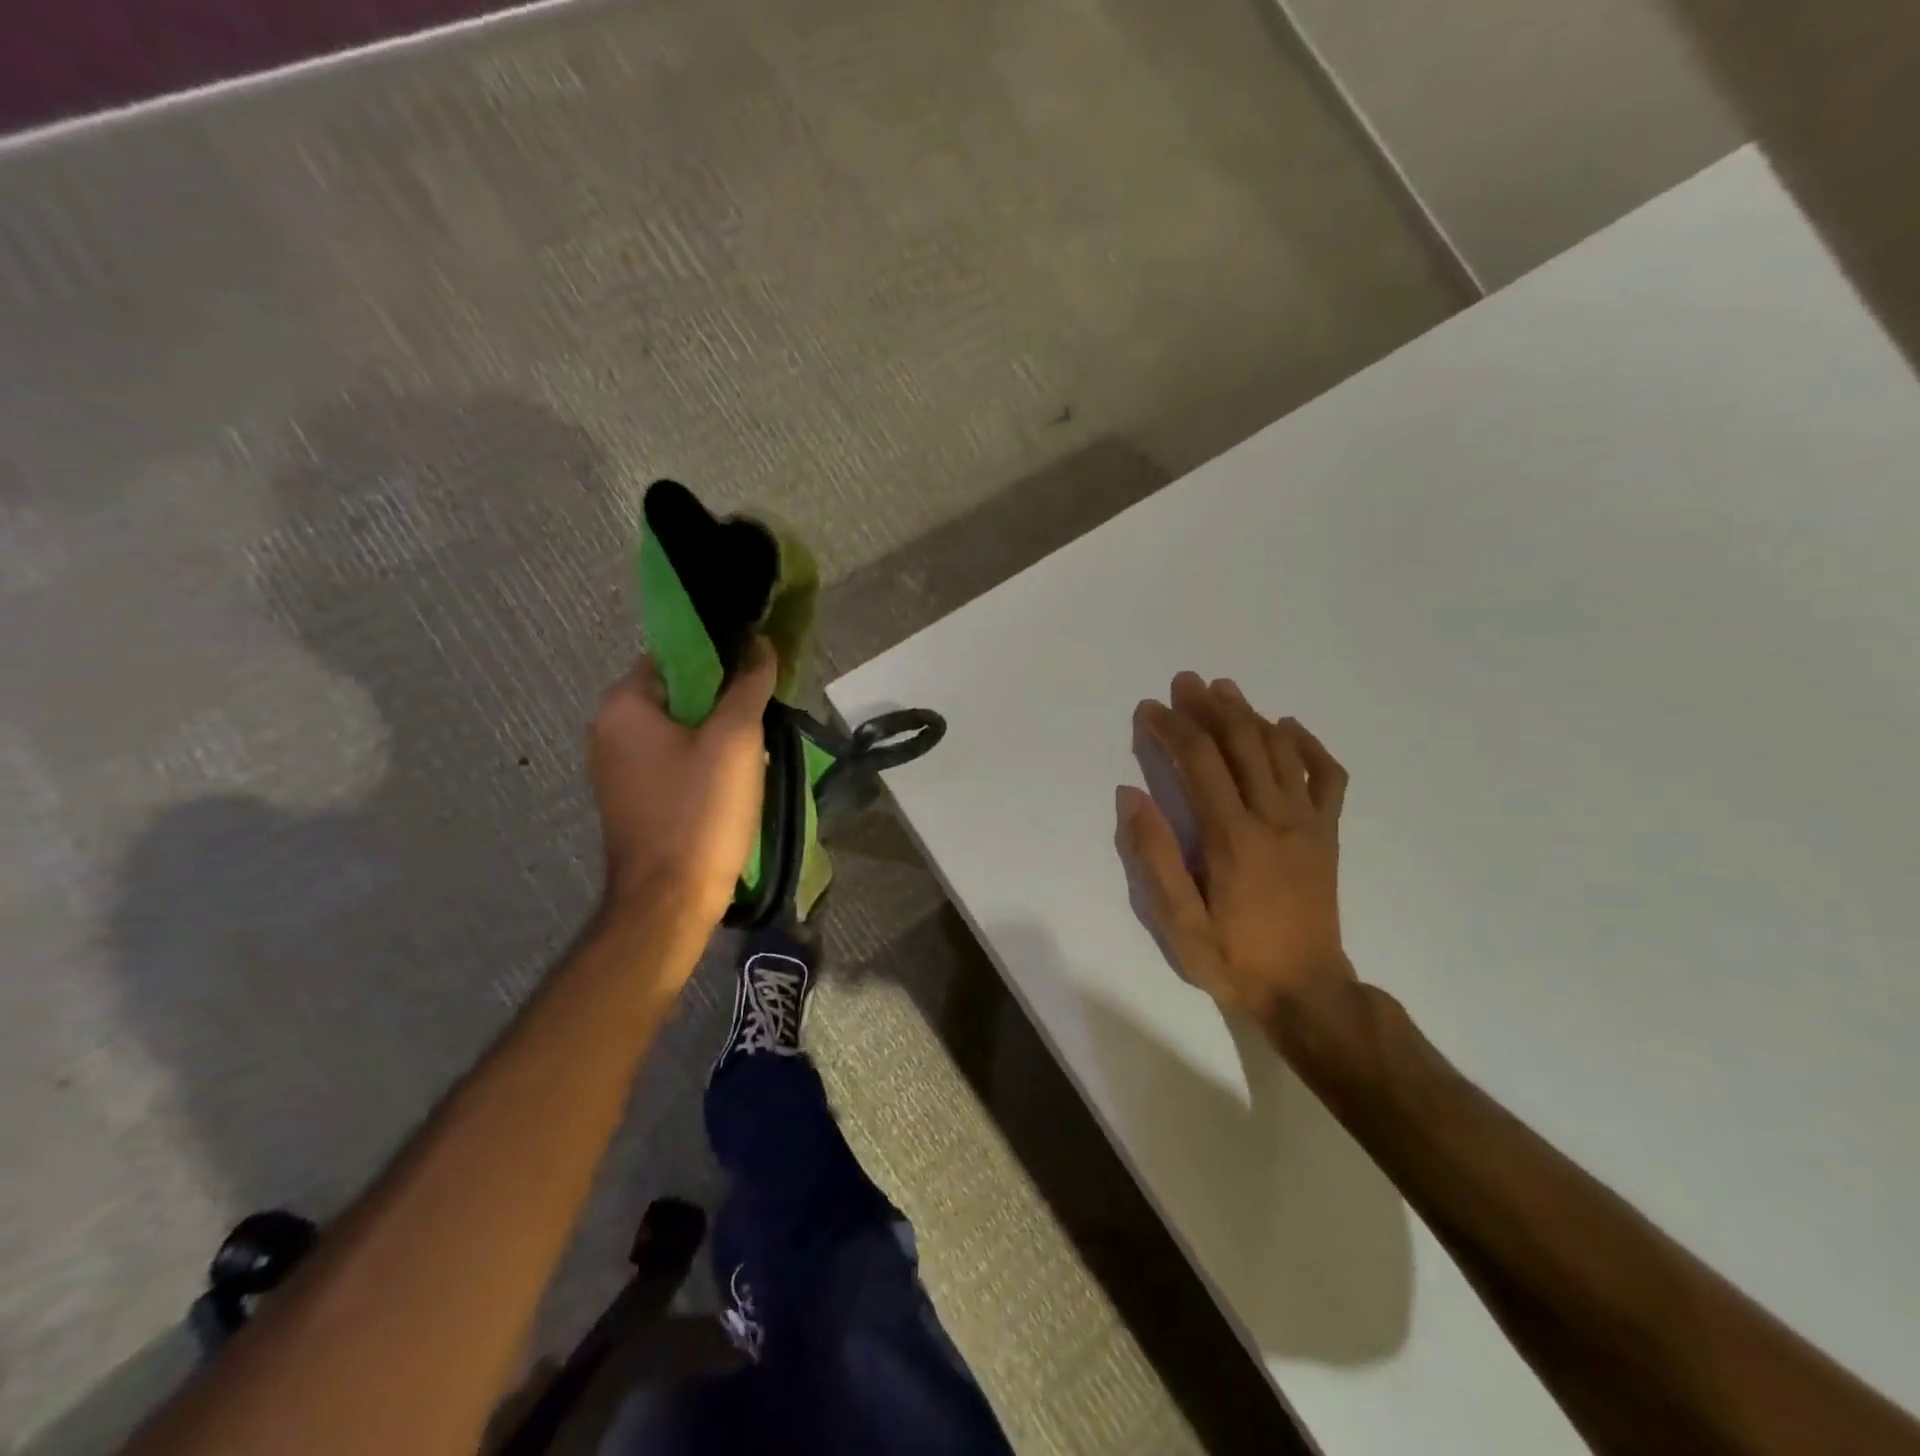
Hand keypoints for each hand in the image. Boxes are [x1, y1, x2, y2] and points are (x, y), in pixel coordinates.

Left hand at [588, 640, 775, 931]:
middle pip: (675, 695)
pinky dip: (698, 764)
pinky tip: (729, 784)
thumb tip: (760, 644)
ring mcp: (613, 771)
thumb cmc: (701, 810)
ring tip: (753, 754)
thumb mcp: (736, 739)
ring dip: (713, 736)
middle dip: (720, 703)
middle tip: (760, 720)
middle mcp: (606, 731)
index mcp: (622, 706)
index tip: (755, 679)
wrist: (670, 899)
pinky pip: (669, 764)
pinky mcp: (628, 801)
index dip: (719, 661)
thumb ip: (748, 685)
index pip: (674, 657)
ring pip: (675, 732)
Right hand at [1118, 672, 1355, 1027]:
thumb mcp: (1179, 922)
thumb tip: (1130, 795)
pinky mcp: (1328, 834)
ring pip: (1280, 751)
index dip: (1172, 728)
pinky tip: (1289, 728)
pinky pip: (1328, 777)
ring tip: (1224, 690)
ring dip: (1250, 714)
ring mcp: (1308, 823)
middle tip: (1185, 682)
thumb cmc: (1234, 958)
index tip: (1148, 709)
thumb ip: (1153, 856)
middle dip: (1209, 707)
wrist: (1307, 993)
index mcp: (1233, 836)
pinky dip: (1309, 746)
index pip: (1200, 762)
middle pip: (1242, 743)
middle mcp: (1274, 817)